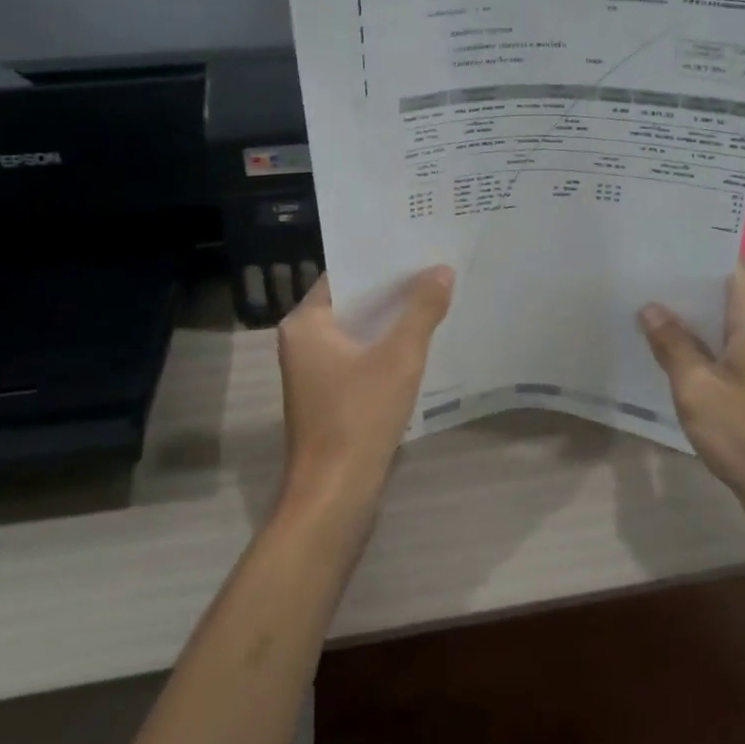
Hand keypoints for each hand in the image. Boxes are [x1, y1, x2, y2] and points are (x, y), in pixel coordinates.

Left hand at [275, 267, 454, 518]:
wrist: (335, 496)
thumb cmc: (359, 416)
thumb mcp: (398, 356)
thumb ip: (421, 309)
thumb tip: (441, 270)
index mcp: (305, 324)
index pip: (343, 276)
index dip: (379, 261)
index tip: (415, 247)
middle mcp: (303, 342)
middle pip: (352, 303)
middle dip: (392, 290)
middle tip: (434, 268)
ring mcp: (314, 373)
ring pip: (358, 333)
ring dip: (391, 321)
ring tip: (435, 298)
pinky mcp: (329, 398)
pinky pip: (360, 358)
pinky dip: (385, 348)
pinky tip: (420, 343)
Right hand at [638, 263, 744, 538]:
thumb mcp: (697, 387)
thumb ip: (673, 344)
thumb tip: (651, 308)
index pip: (730, 264)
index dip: (698, 246)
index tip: (660, 235)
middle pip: (723, 292)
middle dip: (683, 280)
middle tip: (637, 266)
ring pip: (721, 325)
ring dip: (687, 316)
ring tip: (640, 300)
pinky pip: (722, 353)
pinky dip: (696, 346)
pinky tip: (662, 350)